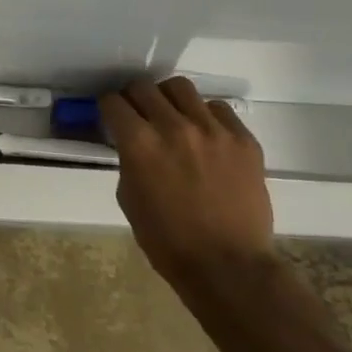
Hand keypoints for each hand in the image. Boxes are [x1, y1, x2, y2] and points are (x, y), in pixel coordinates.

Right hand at [99, 77, 273, 285]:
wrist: (227, 264)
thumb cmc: (166, 239)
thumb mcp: (129, 197)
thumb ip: (129, 160)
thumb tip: (133, 144)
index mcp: (139, 143)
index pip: (113, 102)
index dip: (107, 108)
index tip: (110, 116)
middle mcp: (174, 127)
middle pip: (144, 86)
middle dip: (133, 98)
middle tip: (137, 114)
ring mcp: (213, 130)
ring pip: (181, 88)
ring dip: (168, 99)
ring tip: (171, 116)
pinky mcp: (243, 140)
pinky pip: (218, 109)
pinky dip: (205, 116)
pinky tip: (204, 136)